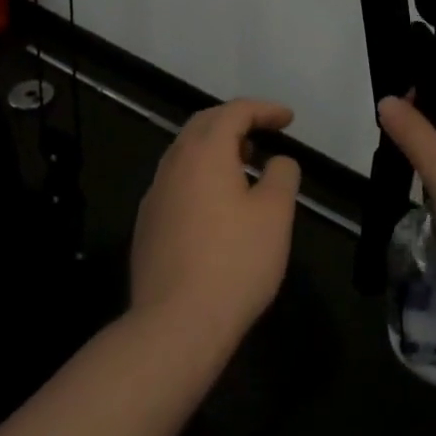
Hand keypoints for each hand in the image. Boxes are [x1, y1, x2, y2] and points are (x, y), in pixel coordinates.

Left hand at [130, 99, 300, 355]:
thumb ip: (281, 175)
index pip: (235, 112)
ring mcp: (155, 195)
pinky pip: (177, 183)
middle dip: (236, 121)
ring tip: (244, 165)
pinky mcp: (147, 226)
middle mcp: (173, 164)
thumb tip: (277, 161)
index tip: (288, 119)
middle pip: (204, 125)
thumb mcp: (275, 214)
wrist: (175, 326)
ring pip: (186, 154)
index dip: (264, 109)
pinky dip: (201, 176)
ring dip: (216, 149)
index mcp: (204, 152)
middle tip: (264, 132)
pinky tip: (217, 205)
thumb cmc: (234, 262)